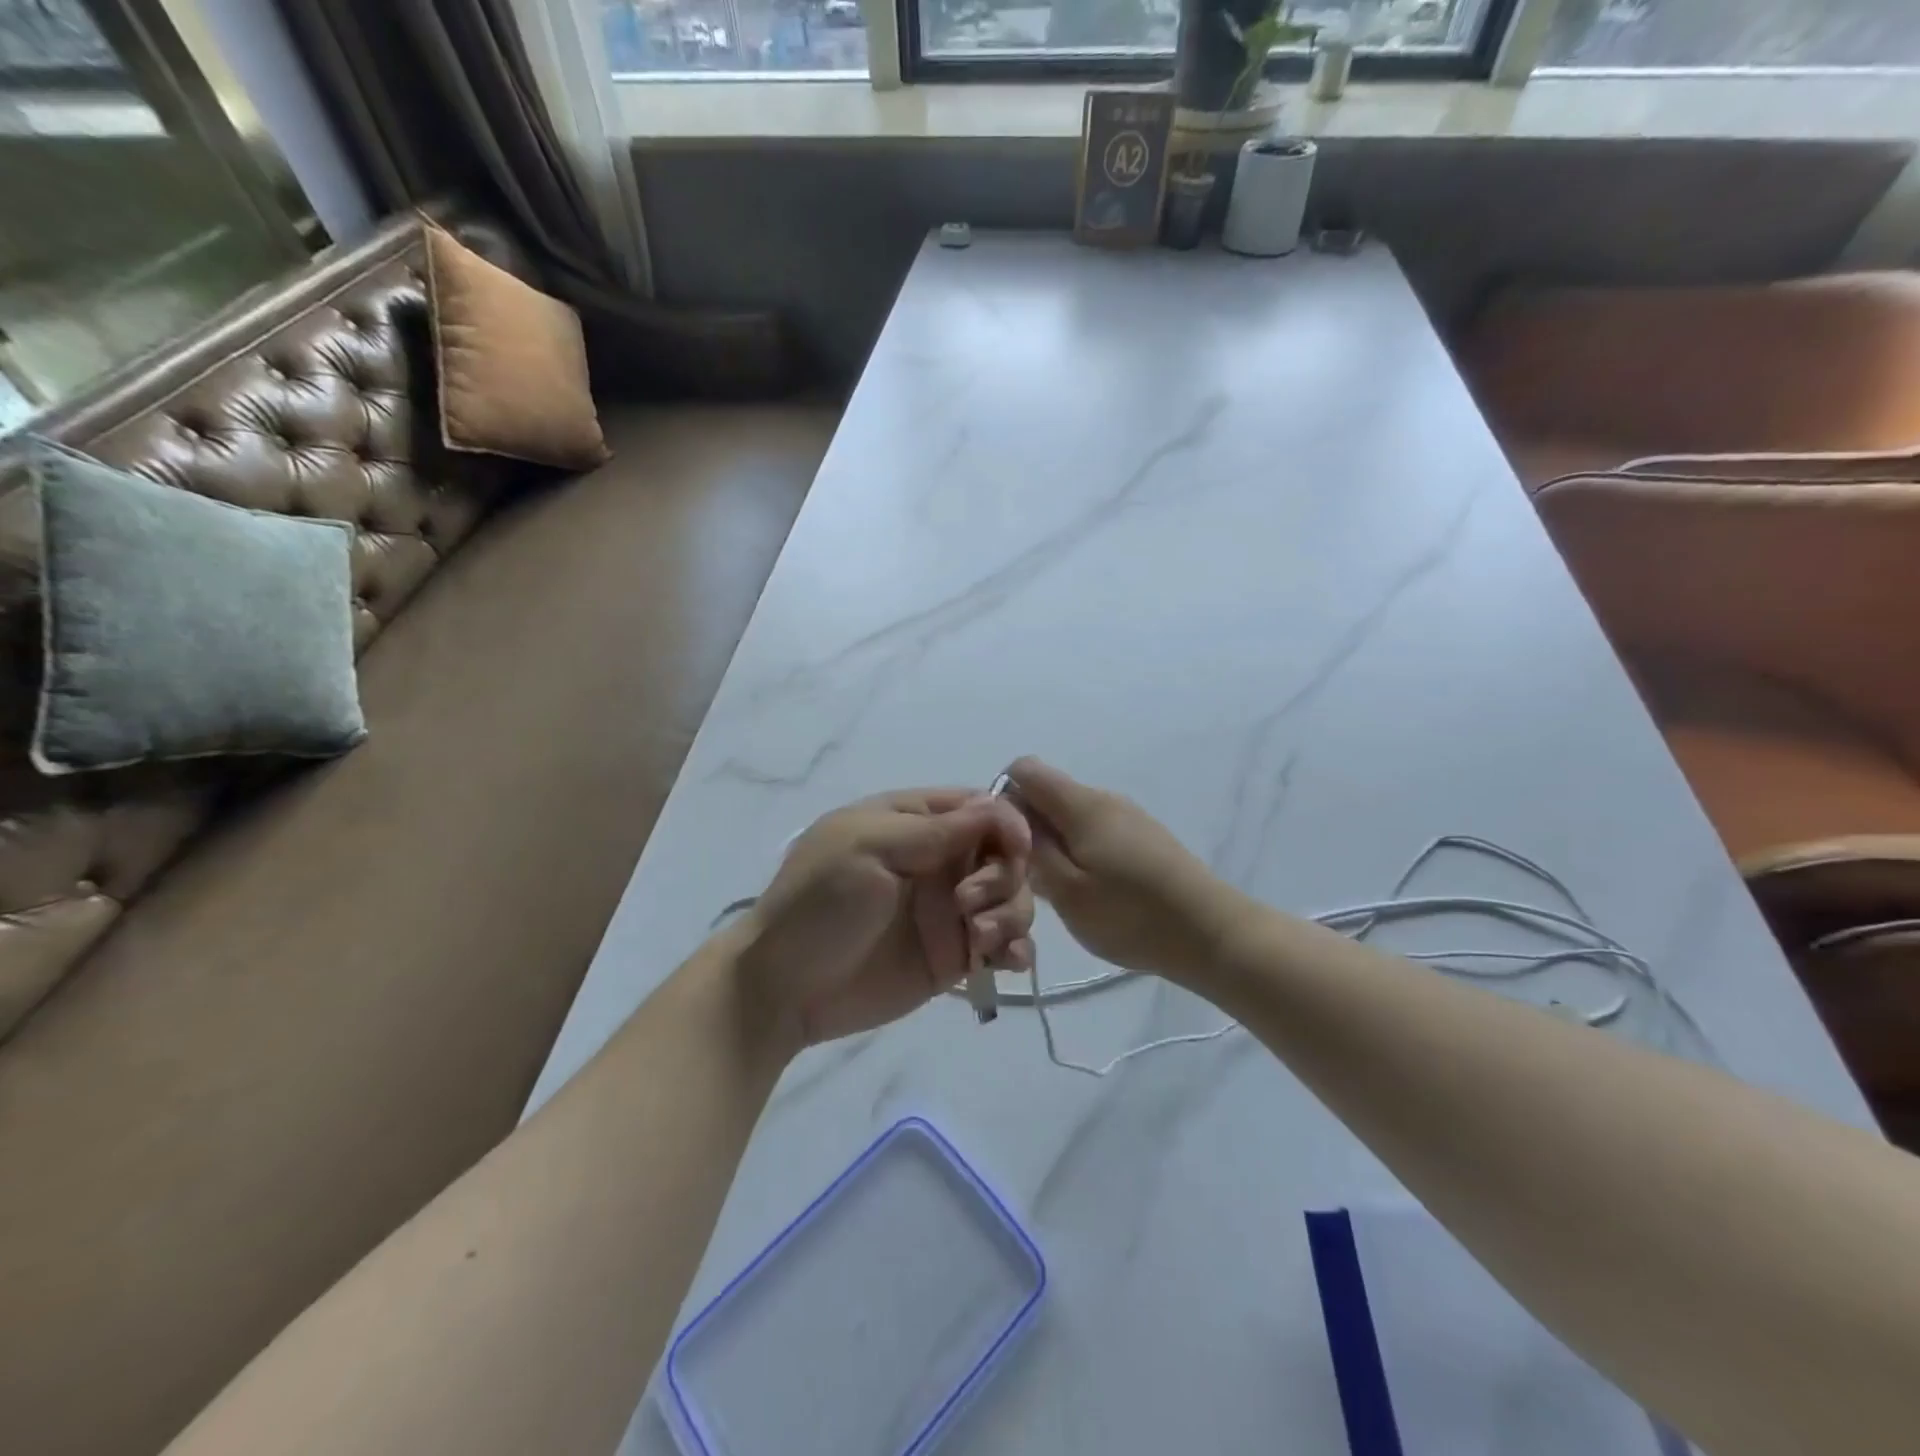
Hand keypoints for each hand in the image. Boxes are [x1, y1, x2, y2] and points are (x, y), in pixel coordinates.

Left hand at [739, 790, 1034, 1047]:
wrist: (784, 988)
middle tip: (968, 904)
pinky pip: (1003, 945)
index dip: (1006, 823)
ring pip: (1012, 898)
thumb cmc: (819, 904)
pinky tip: (1005, 962)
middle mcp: (938, 861)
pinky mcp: (954, 956)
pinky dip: (1016, 949)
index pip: (980, 807)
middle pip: (1004, 854)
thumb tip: (999, 808)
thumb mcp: (868, 848)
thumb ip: (936, 829)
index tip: (1014, 849)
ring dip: (1012, 914)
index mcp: (914, 822)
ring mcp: (948, 910)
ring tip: (980, 940)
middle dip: (1004, 876)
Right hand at [1005, 757, 1241, 981]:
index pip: (1024, 769)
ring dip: (1053, 844)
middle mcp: (1104, 798)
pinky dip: (1079, 852)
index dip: (1002, 797)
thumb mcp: (1067, 892)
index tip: (1001, 842)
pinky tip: (1090, 891)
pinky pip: (1094, 831)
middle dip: (1026, 827)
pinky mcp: (1143, 837)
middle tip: (1026, 878)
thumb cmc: (1132, 914)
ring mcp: (1127, 816)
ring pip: (1070, 816)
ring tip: (1058, 891)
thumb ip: (1032, 852)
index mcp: (1081, 804)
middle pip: (1047, 794)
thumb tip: (1010, 819)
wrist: (1212, 933)